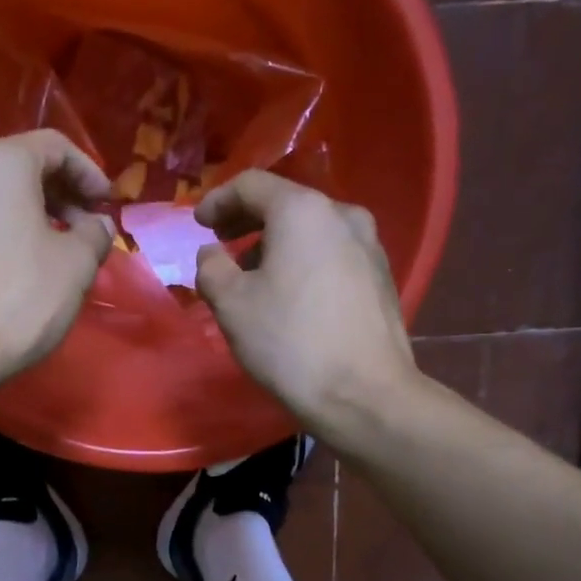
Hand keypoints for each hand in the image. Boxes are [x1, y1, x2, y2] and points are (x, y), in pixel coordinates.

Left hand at [0, 130, 114, 390]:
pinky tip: (10, 272)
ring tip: (49, 253)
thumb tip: (95, 225)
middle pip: (18, 170)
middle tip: (84, 230)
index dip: (88, 173)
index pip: (54, 147)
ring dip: (25, 218)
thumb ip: (94, 235)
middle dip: (58, 196)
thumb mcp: (76, 266)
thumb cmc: (18, 298)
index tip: (107, 205)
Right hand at [195, 170, 418, 435]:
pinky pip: (332, 255)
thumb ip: (211, 267)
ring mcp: (370, 246)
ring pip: (311, 231)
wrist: (365, 394)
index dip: (218, 200)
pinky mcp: (381, 278)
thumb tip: (213, 254)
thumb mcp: (231, 304)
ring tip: (253, 277)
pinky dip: (304, 262)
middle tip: (221, 243)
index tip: (198, 223)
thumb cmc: (290, 343)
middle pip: (286, 204)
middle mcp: (343, 215)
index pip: (252, 185)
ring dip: (276, 245)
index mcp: (303, 211)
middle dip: (247, 222)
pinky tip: (290, 294)